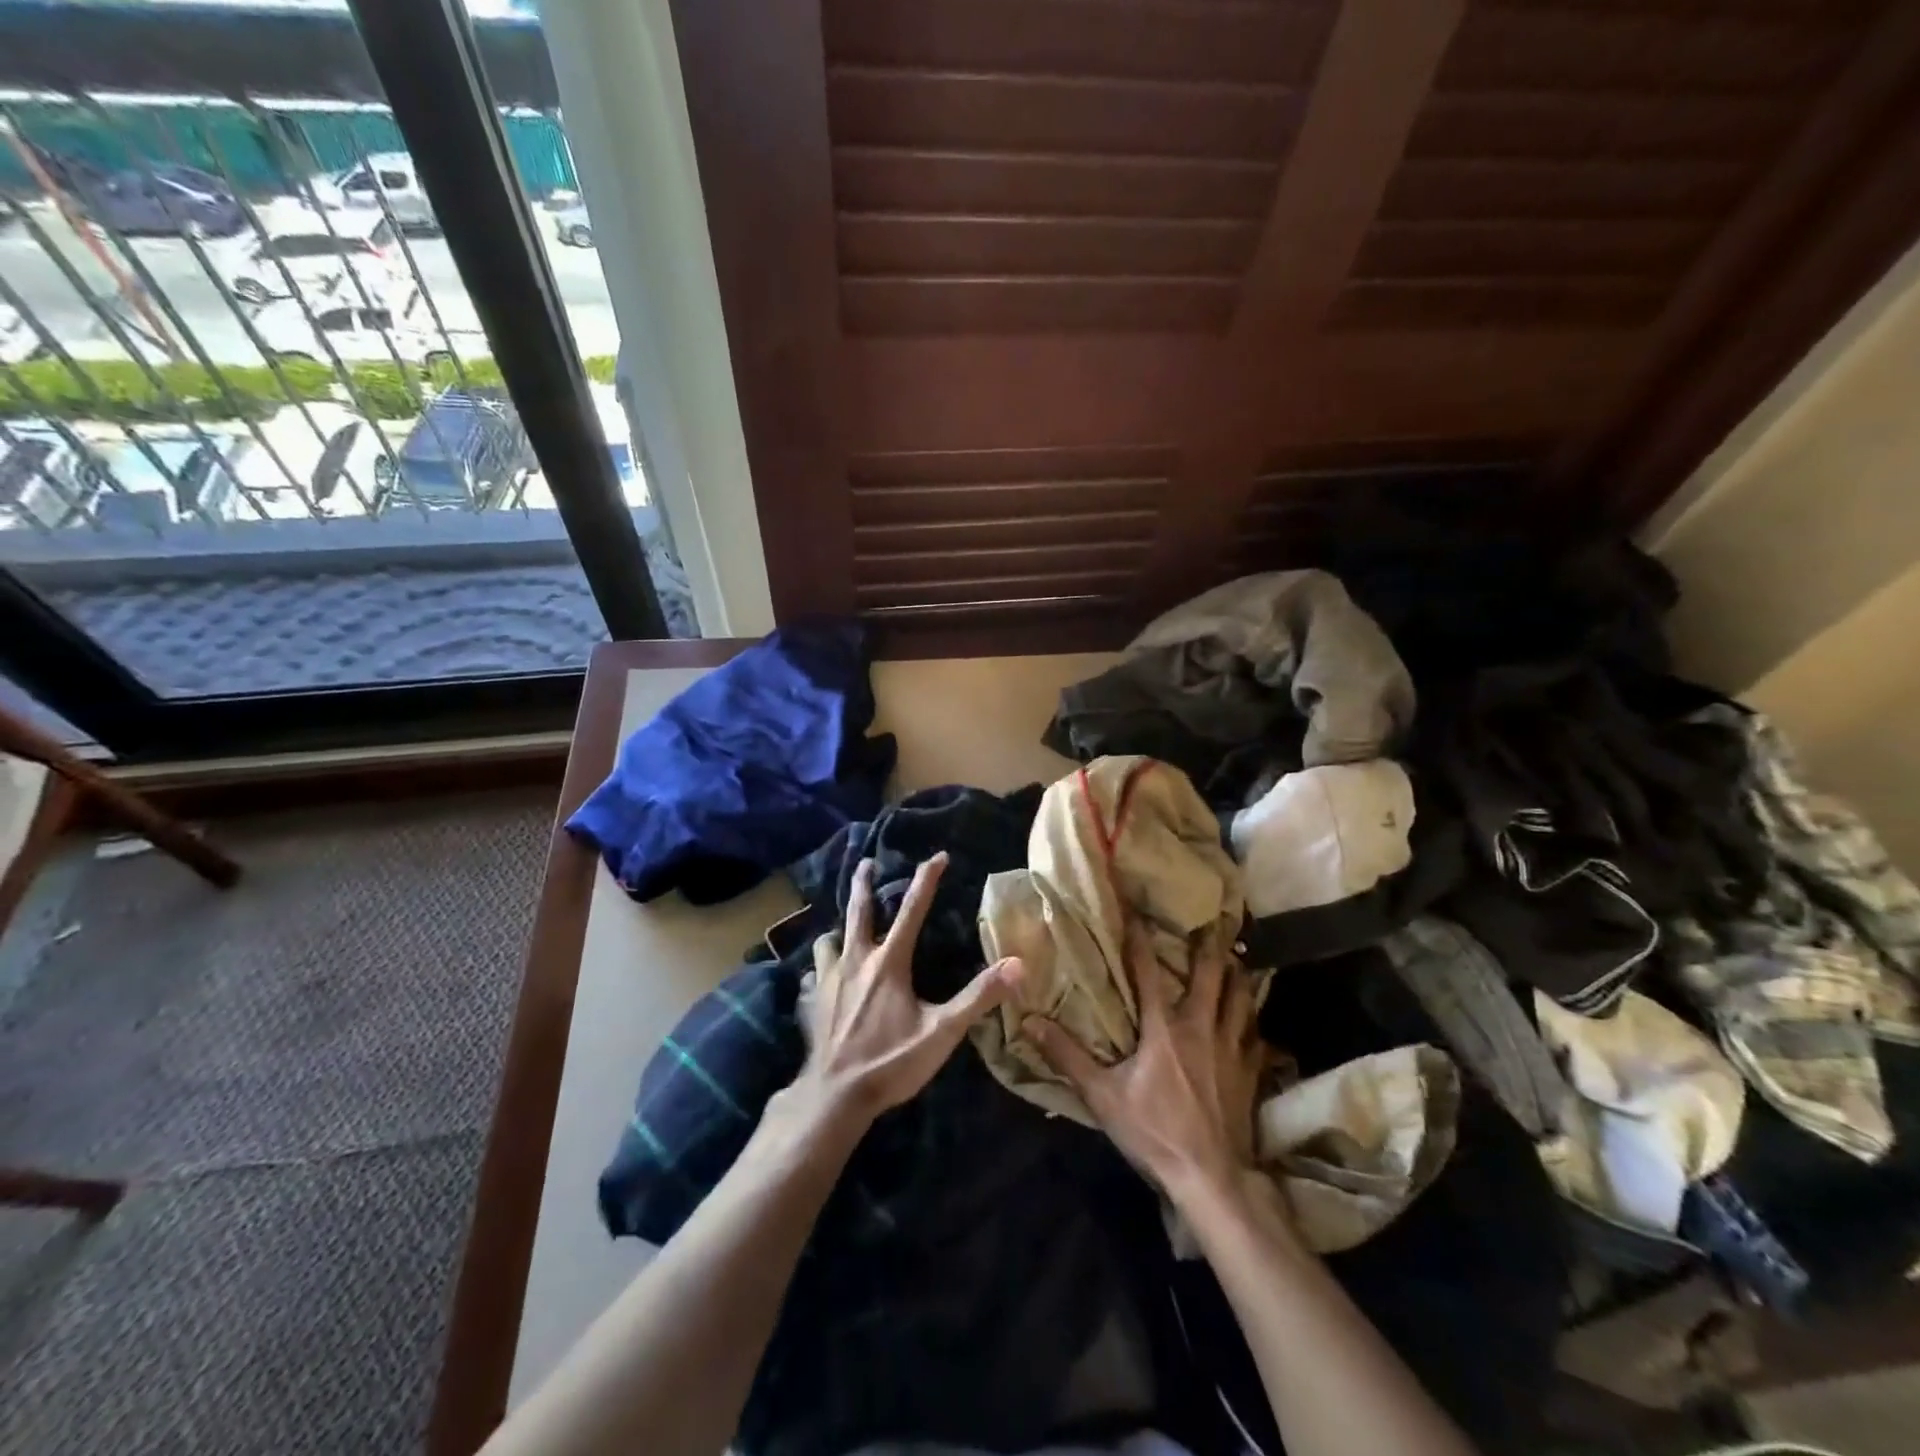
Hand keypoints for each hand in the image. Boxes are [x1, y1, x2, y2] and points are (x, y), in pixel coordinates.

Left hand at [790, 853, 1022, 1128]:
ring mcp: (828, 980)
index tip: (937, 855)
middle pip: (858, 910)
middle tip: (866, 862)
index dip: (926, 880)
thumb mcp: (942, 1032)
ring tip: (842, 929)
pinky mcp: (811, 1002)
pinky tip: (822, 978)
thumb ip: (979, 997)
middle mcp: (855, 960)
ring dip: (838, 929)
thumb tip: (1017, 965)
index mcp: (888, 963)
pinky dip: (820, 969)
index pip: (911, 910)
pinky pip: (813, 974)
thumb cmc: (890, 1062)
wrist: (834, 1096)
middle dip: (863, 883)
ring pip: (829, 940)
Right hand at [1025, 922, 1266, 1205]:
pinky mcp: (1250, 1073)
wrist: (1212, 1178)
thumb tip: (1031, 1021)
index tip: (1138, 909)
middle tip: (1212, 924)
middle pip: (1211, 976)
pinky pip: (1256, 1037)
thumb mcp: (1102, 1095)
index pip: (1149, 970)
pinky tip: (1253, 1024)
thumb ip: (1067, 1056)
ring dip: (1238, 978)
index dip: (1140, 937)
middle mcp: (1202, 1028)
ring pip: (1241, 1000)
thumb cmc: (1154, 1131)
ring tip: (1238, 961)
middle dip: (1210, 947)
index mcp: (1164, 1028)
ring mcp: (1232, 1049)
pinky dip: (1253, 1024)